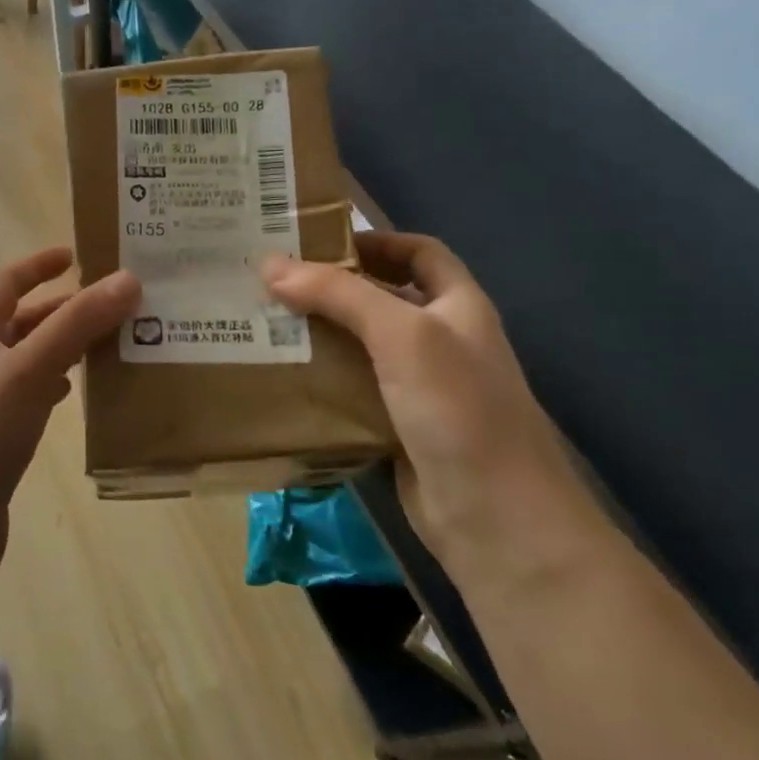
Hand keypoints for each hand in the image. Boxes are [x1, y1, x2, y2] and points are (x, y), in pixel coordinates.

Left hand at [0, 248, 139, 588]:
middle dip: (65, 309)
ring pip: (30, 362)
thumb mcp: (27, 371)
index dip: (38, 264)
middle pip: (22, 321)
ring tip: (112, 346)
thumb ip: (76, 325)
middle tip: (116, 306)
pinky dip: (56, 388)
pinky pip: (30, 400)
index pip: (6, 283)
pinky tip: (80, 397)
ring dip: (66, 348)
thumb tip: (129, 278)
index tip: (77, 254)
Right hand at [263, 232, 610, 592]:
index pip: (419, 252)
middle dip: (331, 287)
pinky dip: (319, 379)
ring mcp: (419, 387)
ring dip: (318, 333)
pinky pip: (351, 389)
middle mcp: (440, 341)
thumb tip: (268, 263)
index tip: (317, 241)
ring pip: (360, 346)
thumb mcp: (402, 335)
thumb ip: (338, 294)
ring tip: (262, 321)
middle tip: (270, 280)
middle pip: (381, 297)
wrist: (496, 520)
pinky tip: (280, 374)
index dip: (375, 239)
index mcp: (458, 306)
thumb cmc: (459, 409)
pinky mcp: (395, 426)